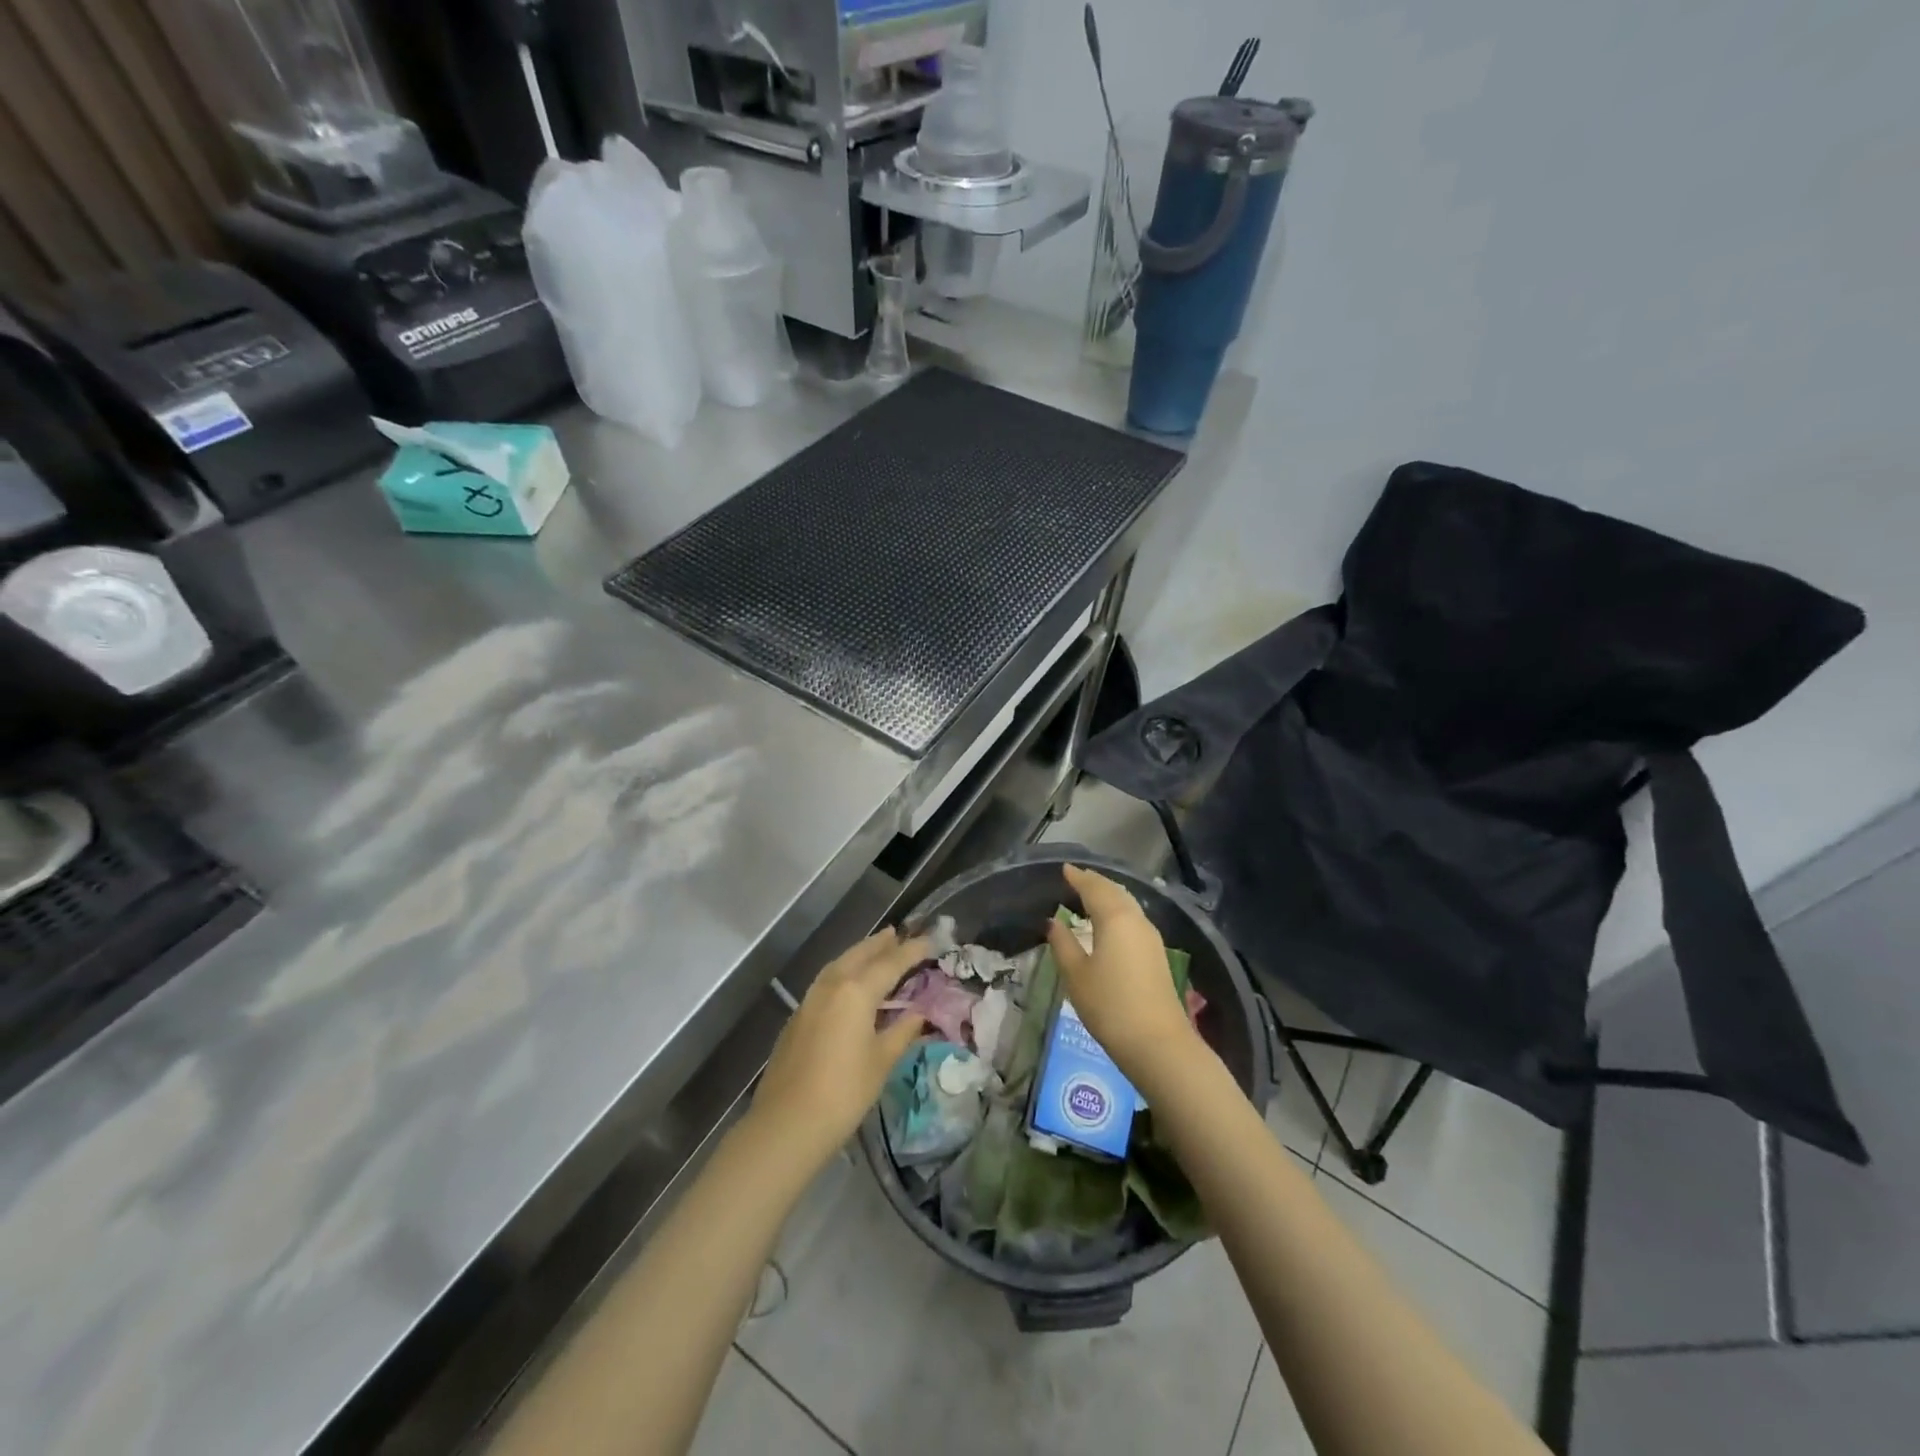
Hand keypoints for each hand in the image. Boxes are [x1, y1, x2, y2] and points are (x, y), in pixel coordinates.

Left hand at [747, 928, 929, 1167]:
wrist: (787, 1124)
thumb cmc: (844, 1093)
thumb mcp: (881, 1062)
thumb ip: (902, 1032)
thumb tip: (919, 1014)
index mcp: (856, 991)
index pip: (890, 963)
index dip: (911, 951)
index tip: (930, 940)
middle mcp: (831, 986)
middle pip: (859, 955)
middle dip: (880, 944)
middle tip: (897, 934)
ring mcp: (809, 1000)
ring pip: (838, 965)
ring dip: (858, 954)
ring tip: (875, 950)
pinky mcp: (797, 1017)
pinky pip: (826, 982)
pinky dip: (842, 973)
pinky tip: (849, 984)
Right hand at [1046, 864, 1199, 1078]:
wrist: (1157, 1043)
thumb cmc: (1109, 1006)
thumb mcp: (1076, 975)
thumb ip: (1063, 944)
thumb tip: (1054, 922)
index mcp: (1115, 918)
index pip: (1094, 888)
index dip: (1078, 877)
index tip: (1064, 869)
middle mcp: (1136, 920)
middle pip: (1115, 891)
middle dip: (1096, 882)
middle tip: (1077, 878)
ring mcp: (1151, 937)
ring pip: (1128, 904)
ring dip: (1109, 896)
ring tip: (1090, 896)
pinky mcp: (1157, 954)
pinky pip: (1134, 919)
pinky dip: (1118, 911)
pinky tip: (1109, 923)